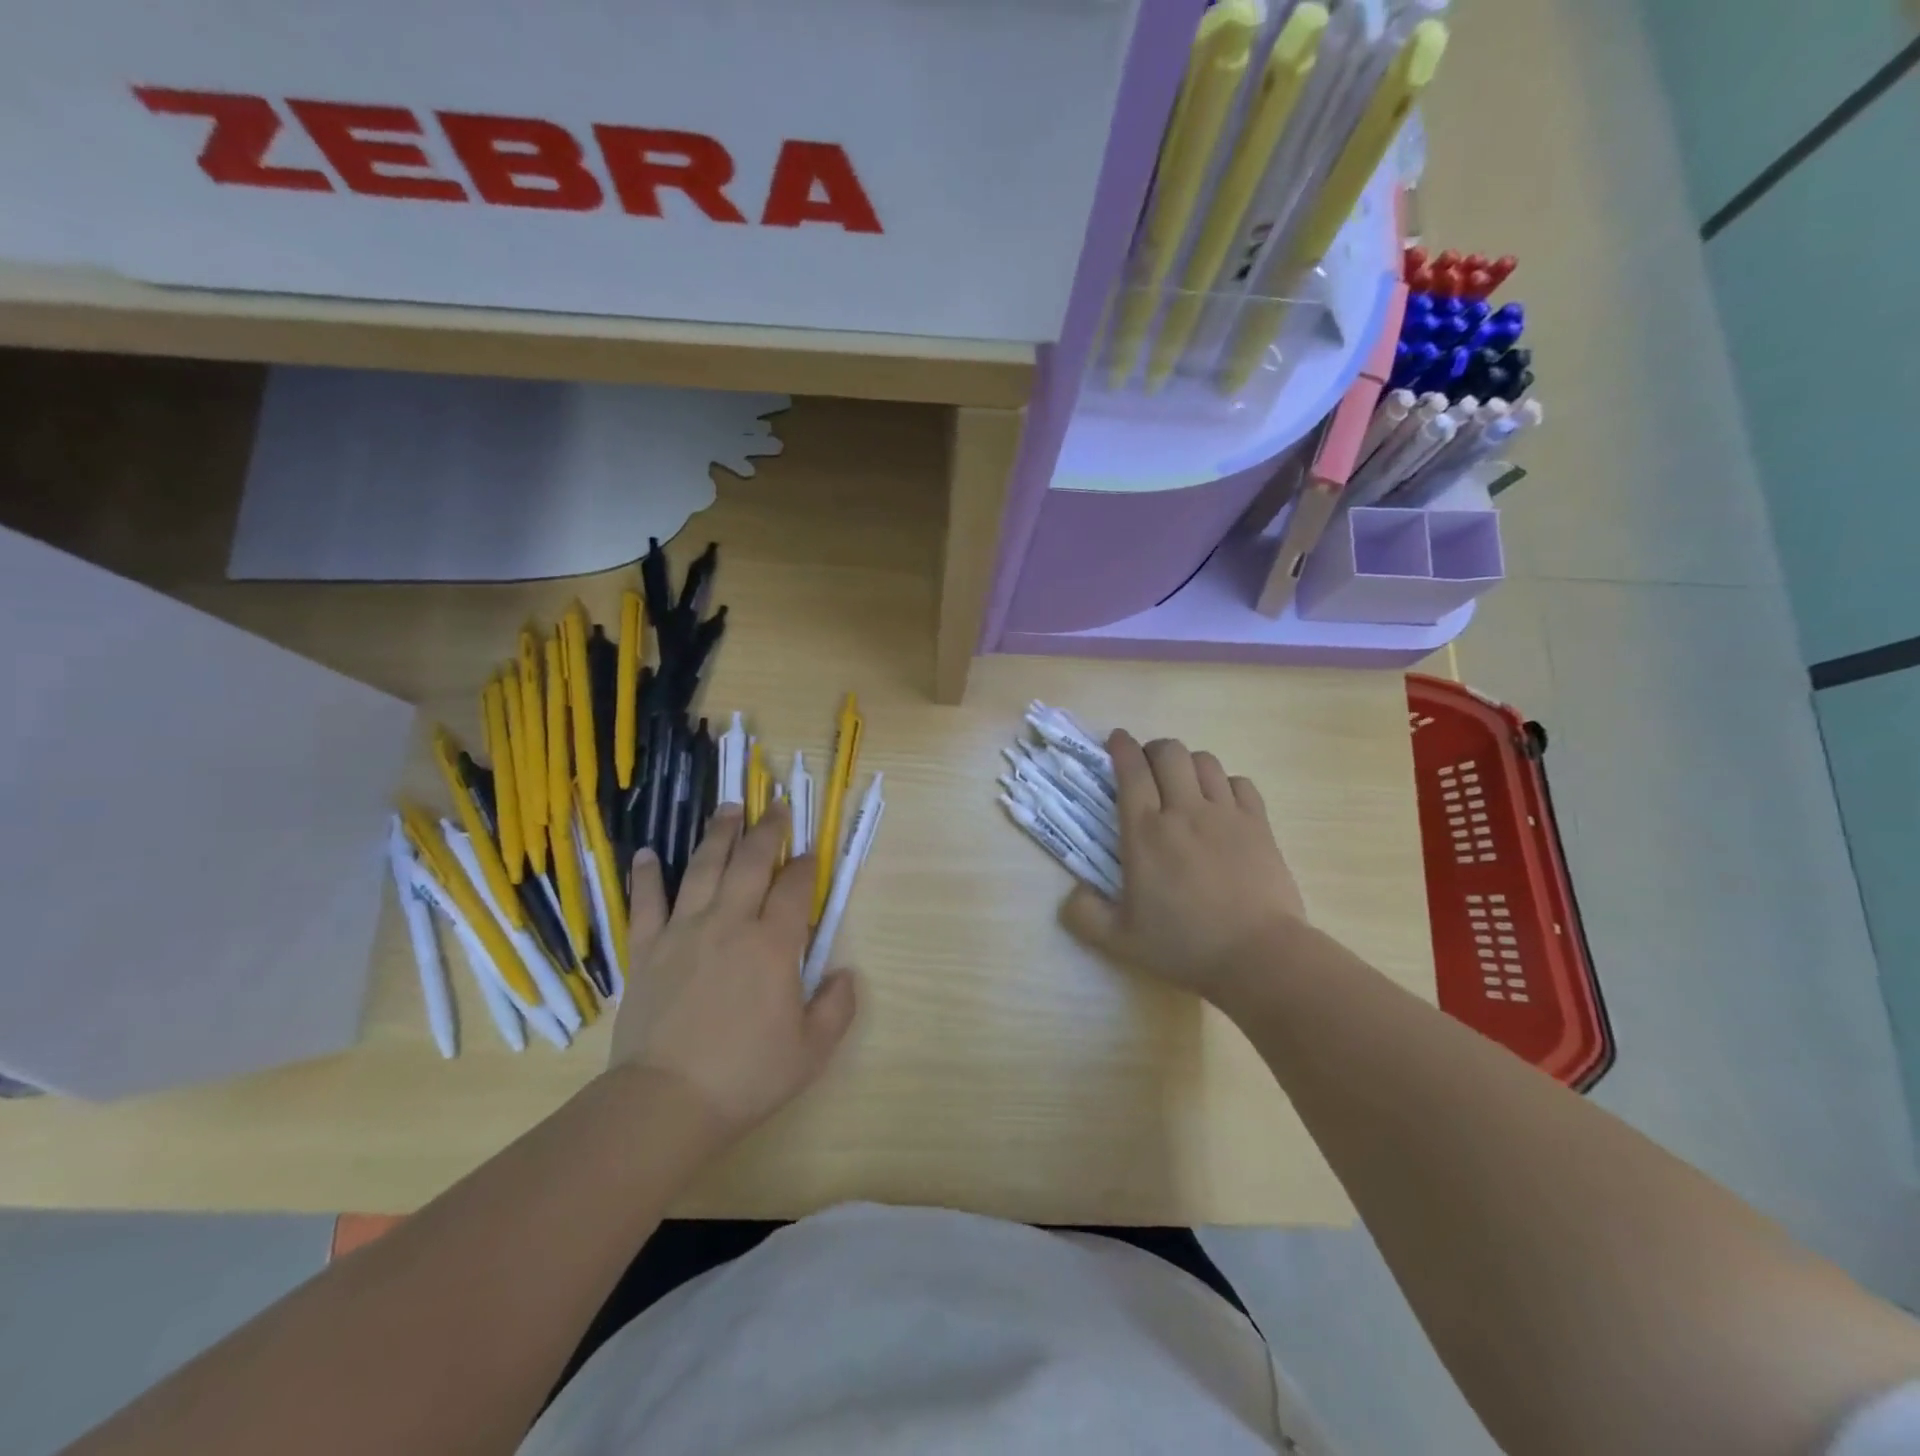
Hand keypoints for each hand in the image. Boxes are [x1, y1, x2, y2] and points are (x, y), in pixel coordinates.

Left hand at [609, 804, 857, 1138]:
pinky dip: (648, 876)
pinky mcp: (646, 950)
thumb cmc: (746, 1075)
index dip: (805, 866)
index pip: (794, 889)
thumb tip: (844, 974)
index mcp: (773, 944)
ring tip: (727, 808)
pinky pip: (647, 903)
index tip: (809, 854)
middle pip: (751, 863)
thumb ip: (836, 1006)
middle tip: (775, 806)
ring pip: (703, 869)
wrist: (666, 1102)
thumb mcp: (812, 1050)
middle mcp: (730, 923)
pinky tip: (649, 853)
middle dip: (767, 831)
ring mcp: (684, 932)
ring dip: (718, 835)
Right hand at [1061, 731, 1306, 1006]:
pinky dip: (1225, 784)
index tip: (1116, 740)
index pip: (1130, 770)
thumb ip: (1086, 915)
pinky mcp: (1259, 824)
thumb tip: (1074, 893)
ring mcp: (1225, 814)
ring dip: (1188, 764)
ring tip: (1183, 783)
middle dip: (1153, 749)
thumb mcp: (1120, 941)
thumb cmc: (1185, 946)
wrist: (1259, 955)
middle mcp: (1184, 811)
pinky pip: (1239, 782)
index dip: (1121, 747)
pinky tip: (1220, 803)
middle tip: (1147, 767)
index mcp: (1145, 833)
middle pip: (1169, 752)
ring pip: (1205, 761)